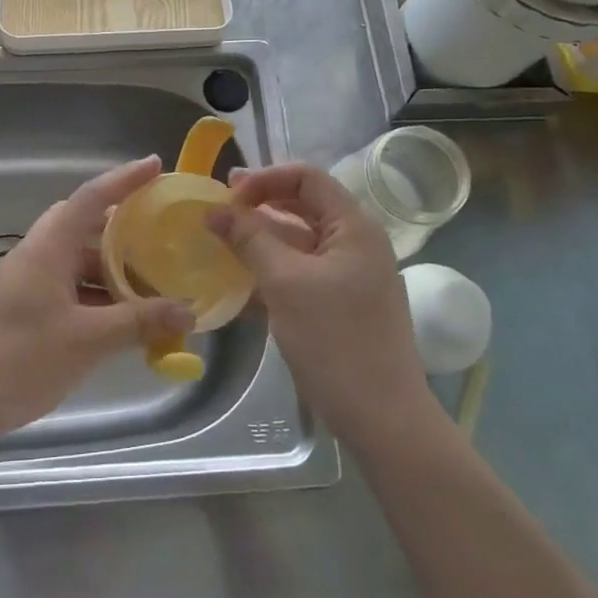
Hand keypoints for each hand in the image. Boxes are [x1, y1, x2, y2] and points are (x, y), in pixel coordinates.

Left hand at [0, 156, 194, 438]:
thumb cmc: (21, 356)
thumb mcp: (87, 339)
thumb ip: (138, 323)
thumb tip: (187, 312)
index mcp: (49, 247)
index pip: (91, 198)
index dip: (124, 179)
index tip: (155, 165)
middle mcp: (39, 256)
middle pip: (84, 226)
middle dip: (122, 228)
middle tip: (158, 234)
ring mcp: (30, 283)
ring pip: (78, 262)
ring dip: (112, 270)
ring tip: (152, 285)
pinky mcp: (27, 310)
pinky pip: (70, 289)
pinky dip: (98, 297)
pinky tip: (123, 320)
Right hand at [207, 163, 427, 446]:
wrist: (383, 419)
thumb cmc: (336, 341)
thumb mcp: (286, 283)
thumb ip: (250, 240)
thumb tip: (214, 210)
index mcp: (354, 227)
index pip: (307, 177)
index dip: (265, 178)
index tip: (229, 196)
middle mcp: (355, 243)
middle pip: (303, 206)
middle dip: (259, 206)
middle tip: (217, 212)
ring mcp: (350, 276)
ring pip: (299, 242)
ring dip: (261, 240)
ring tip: (220, 245)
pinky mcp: (340, 304)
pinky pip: (301, 273)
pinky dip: (271, 271)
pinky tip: (239, 284)